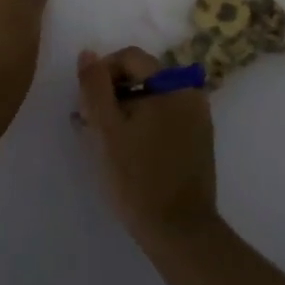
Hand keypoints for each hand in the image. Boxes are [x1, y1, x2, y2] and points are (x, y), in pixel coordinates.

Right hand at [76, 48, 219, 250]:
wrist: (180, 231)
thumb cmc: (138, 178)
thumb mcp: (105, 129)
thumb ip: (94, 86)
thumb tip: (88, 53)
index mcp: (172, 84)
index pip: (130, 57)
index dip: (102, 72)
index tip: (85, 101)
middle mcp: (191, 93)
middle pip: (142, 77)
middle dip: (112, 94)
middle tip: (90, 123)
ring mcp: (198, 118)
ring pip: (152, 99)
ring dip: (125, 111)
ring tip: (103, 141)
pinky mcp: (199, 140)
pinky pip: (165, 118)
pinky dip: (143, 125)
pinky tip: (126, 152)